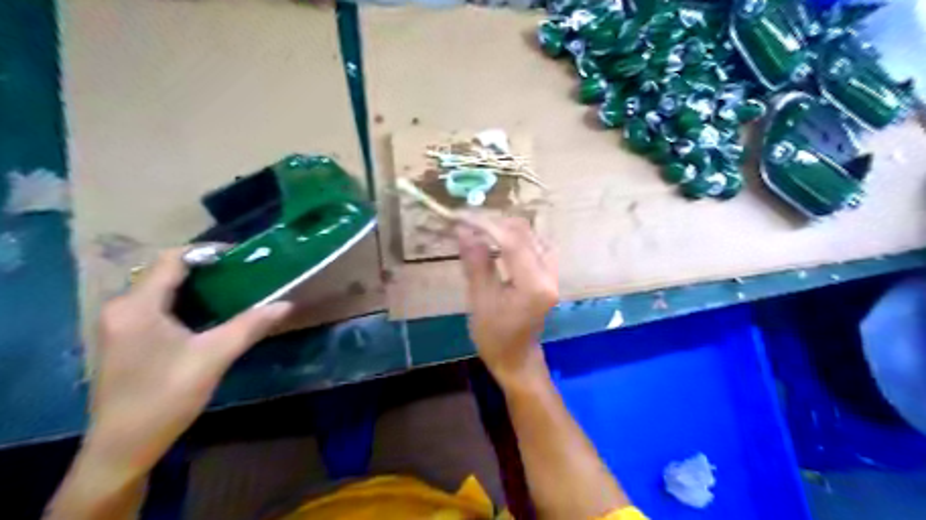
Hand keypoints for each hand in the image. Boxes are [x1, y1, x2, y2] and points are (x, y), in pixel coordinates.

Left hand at [87, 249, 288, 480]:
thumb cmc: (166, 396)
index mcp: (137, 306)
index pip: (171, 260)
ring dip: (194, 285)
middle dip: (204, 269)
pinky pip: (154, 306)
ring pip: (158, 290)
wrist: (122, 447)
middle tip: (241, 274)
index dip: (206, 252)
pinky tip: (206, 315)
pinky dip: (182, 302)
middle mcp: (120, 308)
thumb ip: (250, 326)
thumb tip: (286, 304)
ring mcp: (117, 325)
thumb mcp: (214, 357)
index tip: (241, 256)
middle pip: (163, 272)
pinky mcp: (122, 340)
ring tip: (231, 290)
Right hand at [455, 214, 556, 385]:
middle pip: (524, 233)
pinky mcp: (549, 273)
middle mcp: (549, 273)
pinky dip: (514, 237)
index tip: (461, 217)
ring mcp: (553, 272)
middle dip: (493, 223)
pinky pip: (534, 244)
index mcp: (534, 285)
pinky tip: (498, 240)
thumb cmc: (494, 336)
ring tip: (477, 229)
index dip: (485, 224)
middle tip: (466, 222)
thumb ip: (475, 262)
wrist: (517, 358)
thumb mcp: (480, 300)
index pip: (511, 241)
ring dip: (503, 228)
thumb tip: (463, 229)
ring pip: (530, 235)